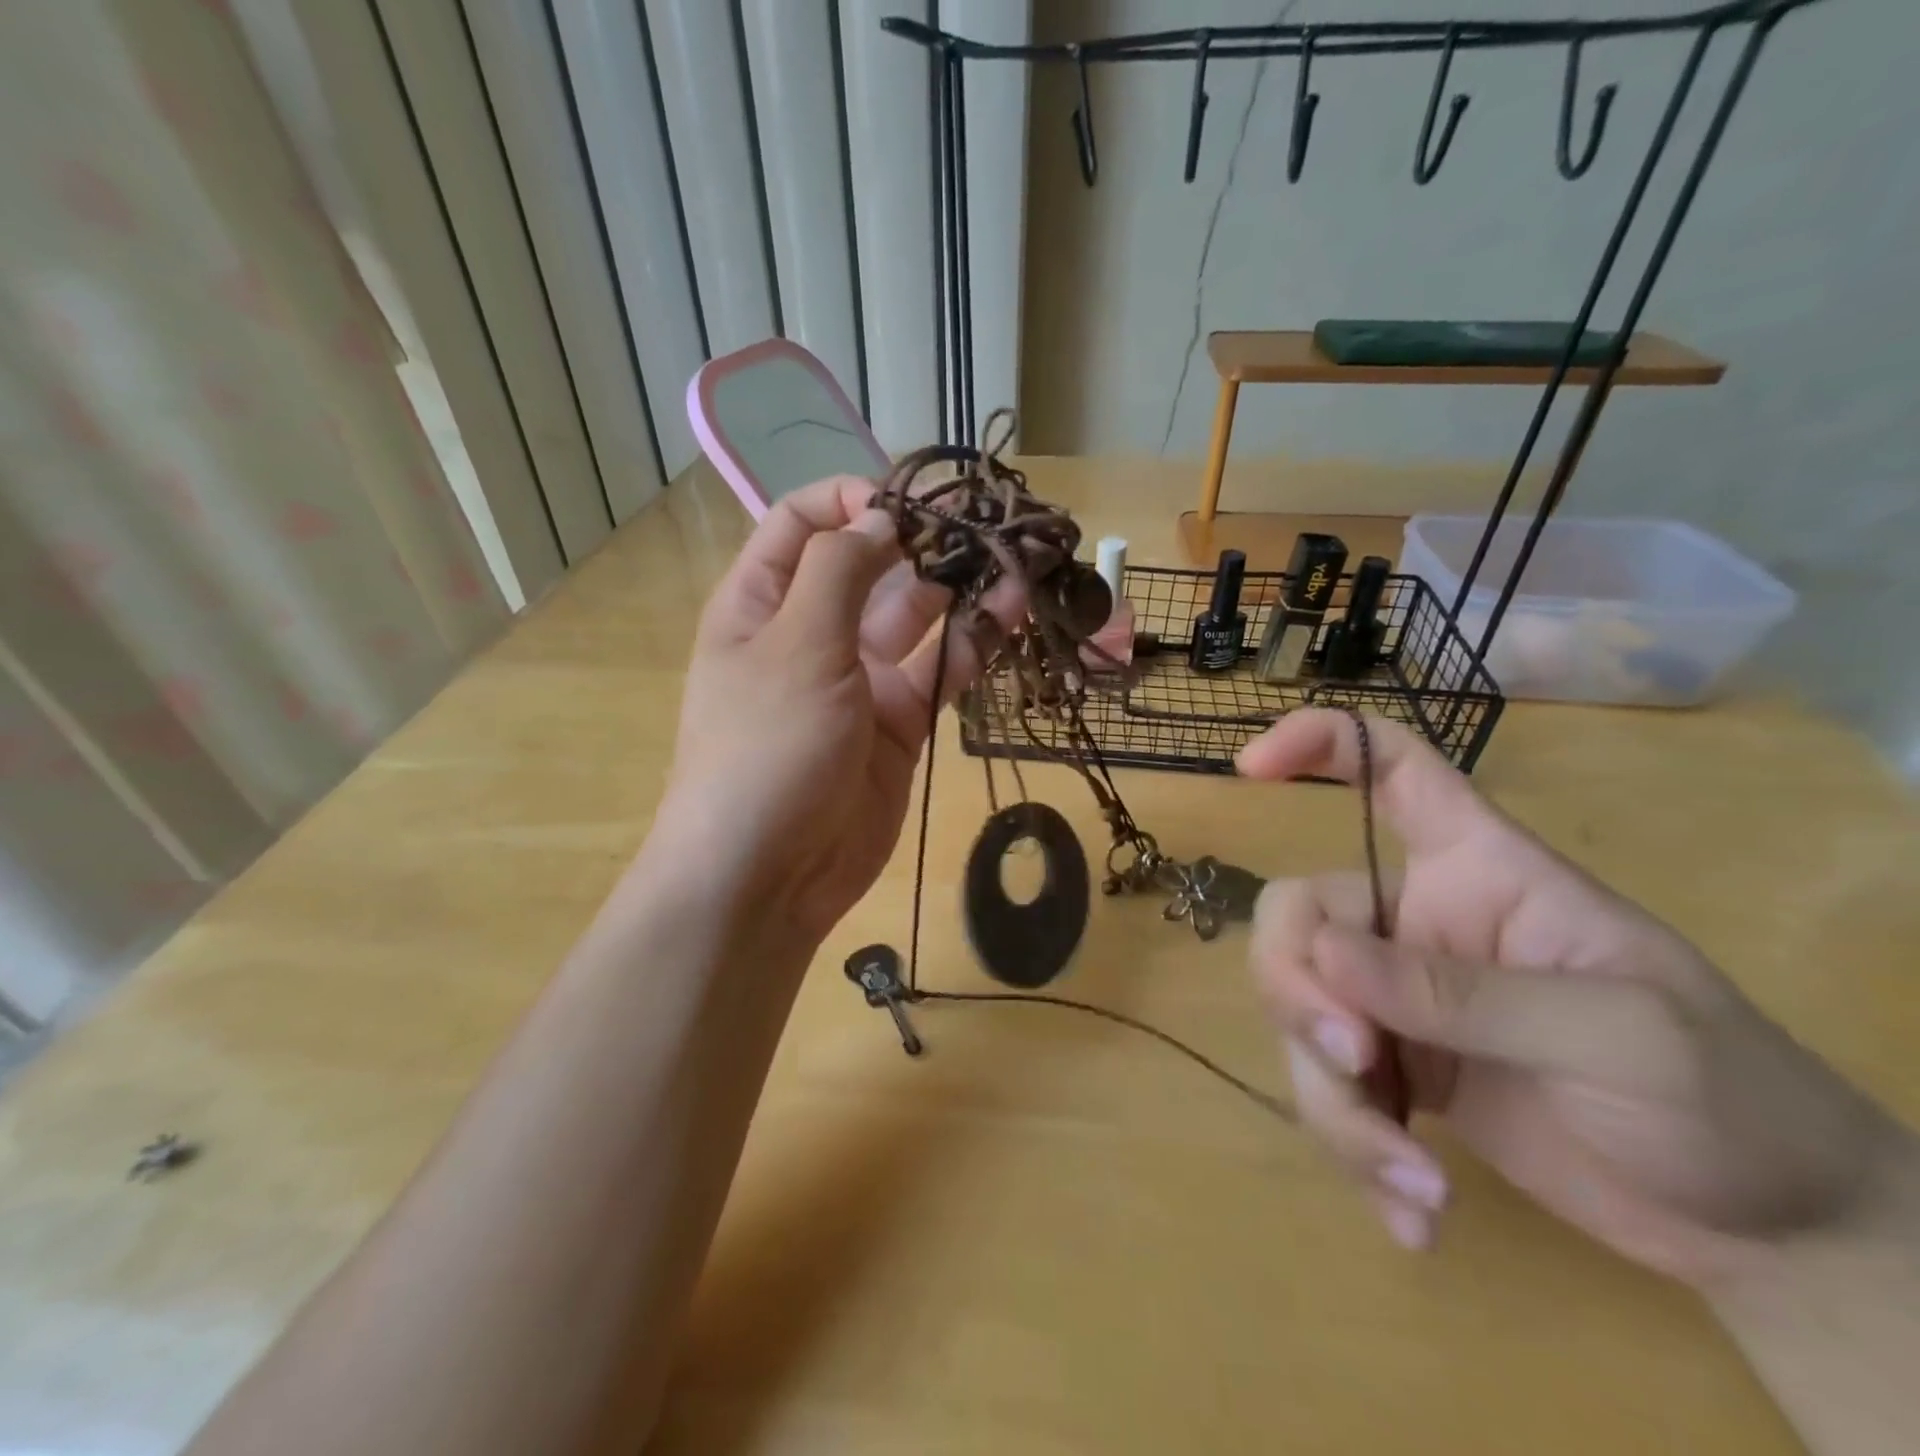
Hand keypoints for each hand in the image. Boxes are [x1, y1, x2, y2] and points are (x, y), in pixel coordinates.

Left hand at [657, 477, 1017, 940]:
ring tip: (1014, 566)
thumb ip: (839, 572)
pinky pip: (940, 672)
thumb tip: (878, 517)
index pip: (803, 523)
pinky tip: (1012, 618)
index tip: (909, 501)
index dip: (851, 500)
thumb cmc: (766, 747)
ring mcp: (859, 680)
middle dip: (922, 542)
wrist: (770, 873)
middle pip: (870, 567)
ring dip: (959, 591)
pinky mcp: (899, 724)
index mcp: (763, 602)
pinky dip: (973, 646)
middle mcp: (812, 632)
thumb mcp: (795, 646)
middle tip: (985, 524)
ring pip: (917, 619)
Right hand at [1240, 709, 1897, 1288]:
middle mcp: (1415, 922)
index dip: (1320, 744)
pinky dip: (1355, 1150)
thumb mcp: (1615, 1036)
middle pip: (1298, 917)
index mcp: (1476, 870)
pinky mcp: (1394, 1073)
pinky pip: (1326, 1087)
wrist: (1774, 1233)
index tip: (1249, 768)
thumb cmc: (1729, 1099)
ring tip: (1414, 1180)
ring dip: (1332, 1099)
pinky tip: (1418, 1213)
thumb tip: (1326, 961)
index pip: (1392, 770)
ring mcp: (1397, 1000)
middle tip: (1357, 1062)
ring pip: (1299, 1014)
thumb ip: (1464, 993)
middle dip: (1300, 990)